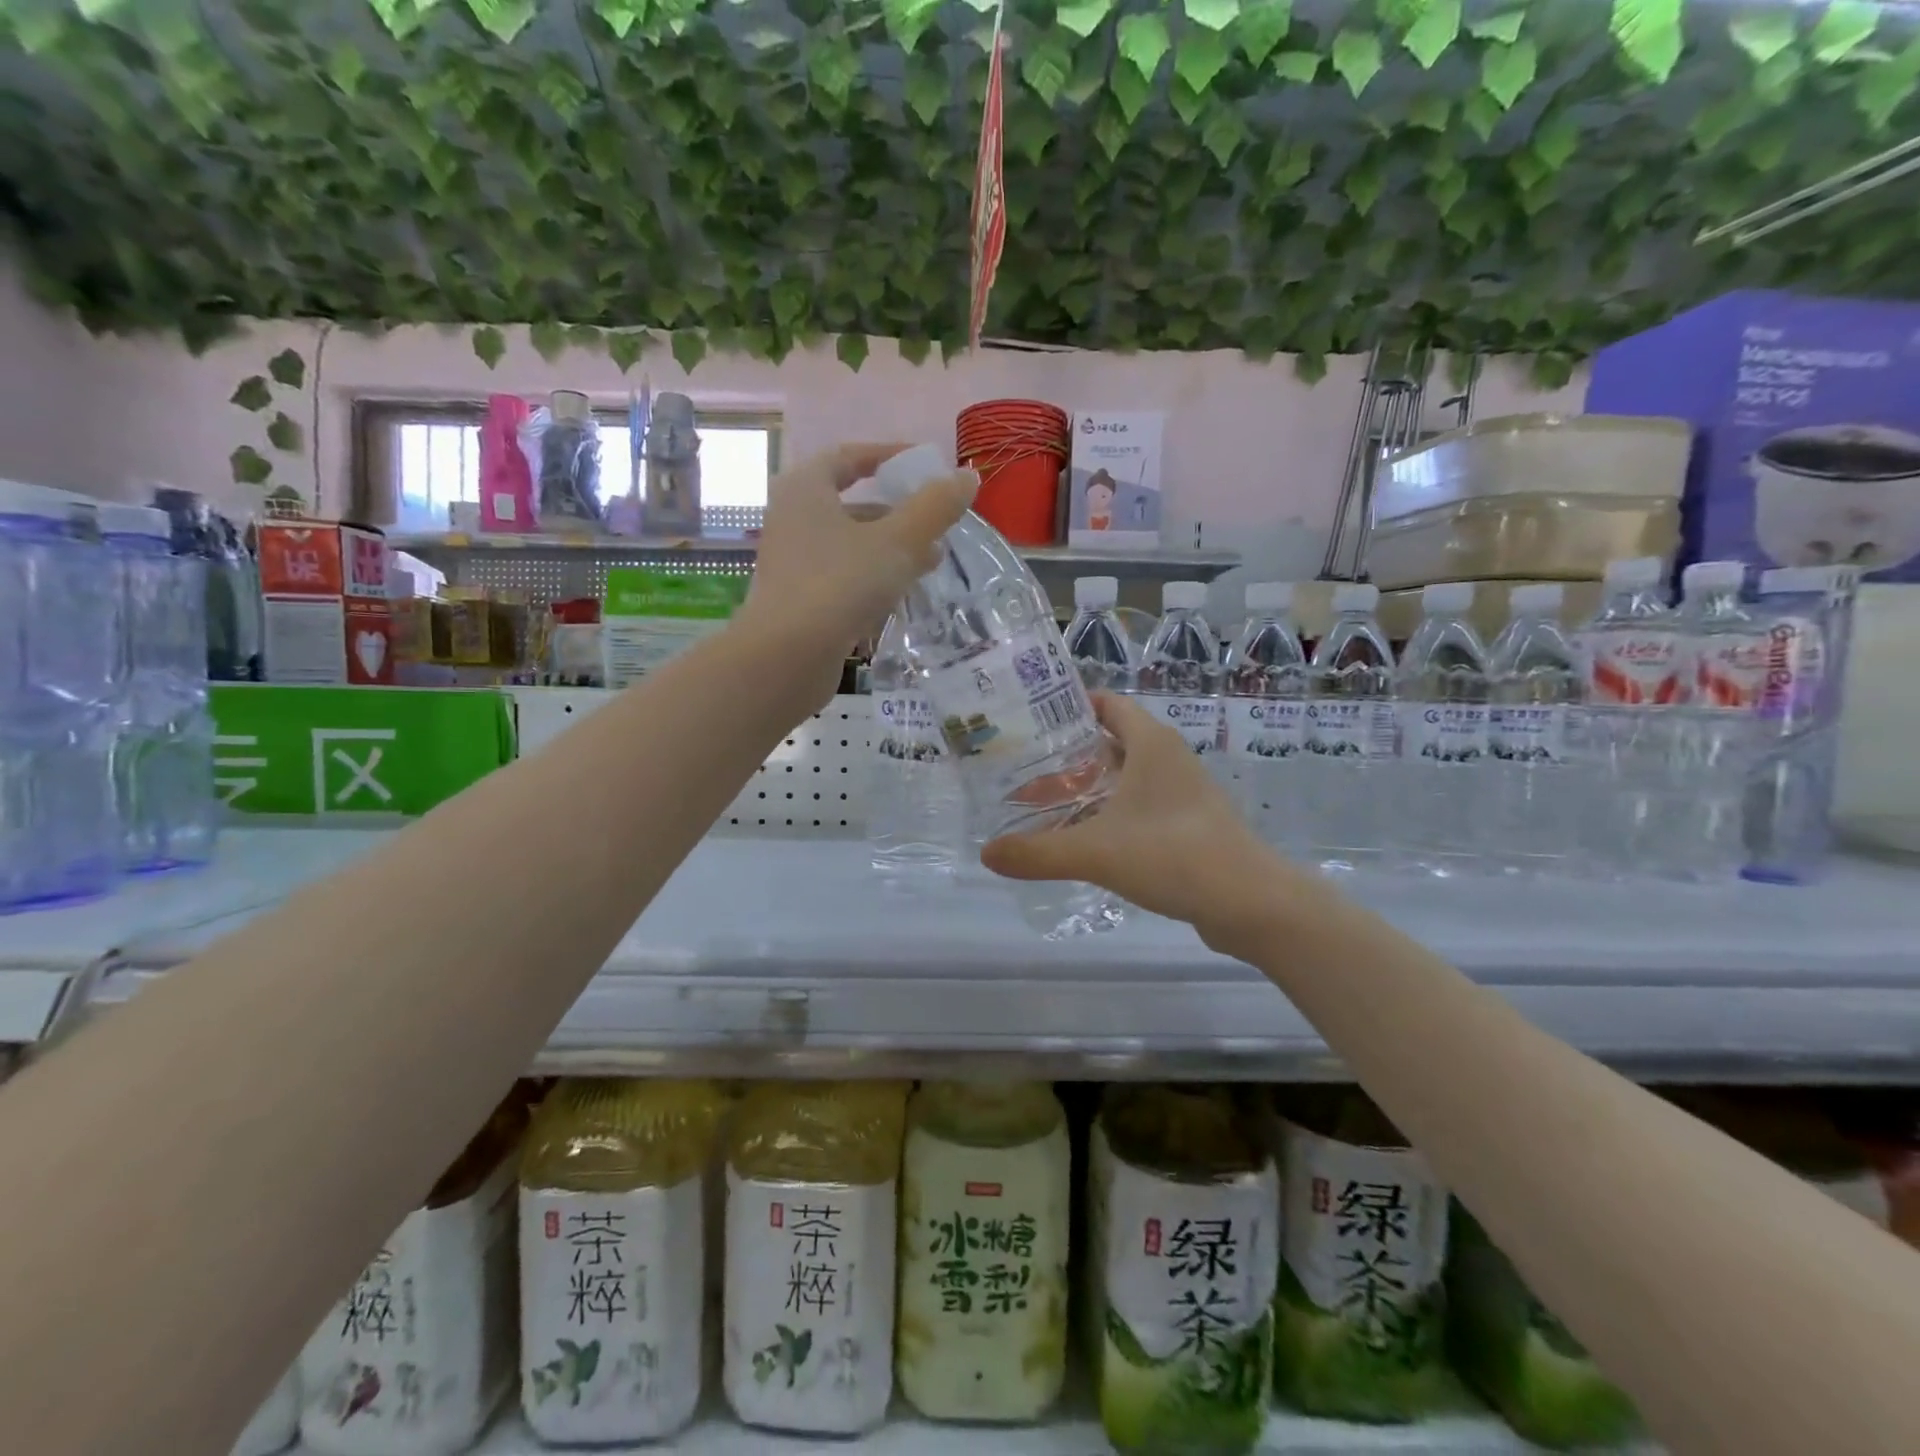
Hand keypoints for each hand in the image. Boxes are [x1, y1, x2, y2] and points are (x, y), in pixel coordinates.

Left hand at [742, 443, 975, 673]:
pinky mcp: (797, 600)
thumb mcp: (897, 541)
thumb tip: (967, 477)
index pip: (850, 457)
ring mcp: (792, 562)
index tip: (925, 465)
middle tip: (936, 521)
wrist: (786, 658)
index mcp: (805, 488)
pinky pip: (842, 576)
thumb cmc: (840, 584)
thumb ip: (934, 507)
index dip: (889, 456)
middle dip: (897, 511)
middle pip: (851, 503)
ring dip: (890, 548)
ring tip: (931, 562)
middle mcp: (791, 518)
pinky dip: (872, 577)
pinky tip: (901, 595)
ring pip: (849, 544)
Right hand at [981, 692, 1301, 955]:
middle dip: (1069, 754)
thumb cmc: (1172, 855)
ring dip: (1090, 787)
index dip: (1071, 706)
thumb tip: (986, 854)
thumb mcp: (1095, 852)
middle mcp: (1169, 759)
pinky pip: (1141, 806)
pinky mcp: (1190, 825)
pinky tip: (1086, 839)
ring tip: (1046, 805)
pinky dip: (1111, 813)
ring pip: (1126, 778)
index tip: (1032, 720)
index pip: (1108, 704)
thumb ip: (1038, 853)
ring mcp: (1184, 793)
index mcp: (1151, 744)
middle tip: (1025, 769)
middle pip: (1111, 742)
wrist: (1250, 902)